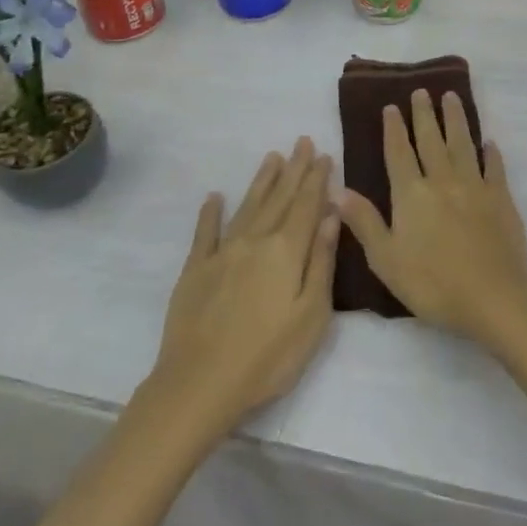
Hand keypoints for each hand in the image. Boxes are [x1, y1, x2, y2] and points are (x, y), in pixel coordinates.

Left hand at [147, 138, 338, 437]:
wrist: (200, 383)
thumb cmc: (268, 356)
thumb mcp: (312, 314)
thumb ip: (322, 261)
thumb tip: (331, 215)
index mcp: (286, 251)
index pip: (306, 206)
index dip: (316, 180)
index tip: (324, 154)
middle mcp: (255, 241)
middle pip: (279, 198)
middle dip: (294, 170)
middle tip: (302, 141)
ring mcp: (222, 253)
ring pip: (247, 206)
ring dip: (262, 181)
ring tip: (272, 157)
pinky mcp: (196, 270)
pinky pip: (205, 233)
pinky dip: (210, 213)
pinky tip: (214, 197)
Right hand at [338, 90, 526, 346]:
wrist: (494, 297)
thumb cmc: (433, 284)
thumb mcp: (386, 259)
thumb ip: (364, 222)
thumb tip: (337, 189)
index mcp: (411, 195)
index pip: (399, 153)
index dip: (394, 129)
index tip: (392, 106)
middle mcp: (442, 181)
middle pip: (431, 140)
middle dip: (424, 114)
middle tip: (422, 91)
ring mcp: (475, 187)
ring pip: (462, 144)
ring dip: (456, 119)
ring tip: (451, 97)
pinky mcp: (501, 198)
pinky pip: (494, 168)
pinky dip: (490, 152)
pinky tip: (488, 142)